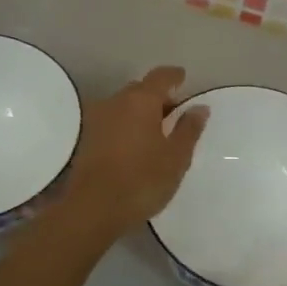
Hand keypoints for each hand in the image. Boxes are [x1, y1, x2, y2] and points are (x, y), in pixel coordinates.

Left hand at [66, 66, 207, 232]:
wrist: (93, 209)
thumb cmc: (142, 180)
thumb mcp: (176, 157)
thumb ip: (189, 129)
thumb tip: (199, 107)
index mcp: (141, 101)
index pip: (161, 76)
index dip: (175, 76)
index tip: (184, 80)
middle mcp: (116, 102)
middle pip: (140, 89)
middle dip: (158, 96)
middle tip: (175, 113)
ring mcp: (97, 119)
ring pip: (124, 106)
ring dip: (141, 112)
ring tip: (157, 133)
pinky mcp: (87, 139)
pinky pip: (113, 122)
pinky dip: (127, 126)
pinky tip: (136, 145)